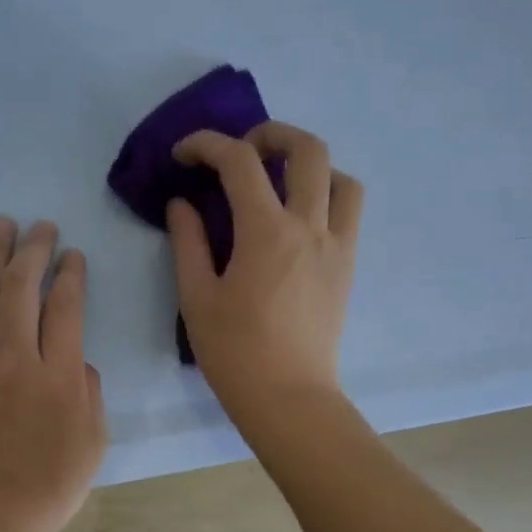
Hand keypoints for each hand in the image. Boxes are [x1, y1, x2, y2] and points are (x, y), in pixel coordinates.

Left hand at [0, 218, 107, 531]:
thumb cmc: (47, 493)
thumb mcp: (92, 446)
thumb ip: (89, 395)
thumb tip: (75, 360)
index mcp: (60, 379)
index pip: (66, 309)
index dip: (71, 275)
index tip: (73, 256)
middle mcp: (17, 364)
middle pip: (23, 291)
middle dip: (34, 251)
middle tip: (41, 228)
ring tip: (0, 226)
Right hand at [168, 123, 362, 433]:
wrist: (288, 398)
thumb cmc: (234, 353)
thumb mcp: (197, 298)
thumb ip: (188, 242)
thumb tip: (183, 204)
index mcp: (266, 233)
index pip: (239, 162)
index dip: (207, 144)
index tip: (183, 155)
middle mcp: (309, 227)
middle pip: (307, 149)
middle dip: (270, 134)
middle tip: (241, 153)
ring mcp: (336, 245)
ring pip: (340, 176)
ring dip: (309, 165)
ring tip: (279, 182)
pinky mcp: (347, 266)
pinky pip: (349, 211)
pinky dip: (327, 195)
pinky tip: (298, 218)